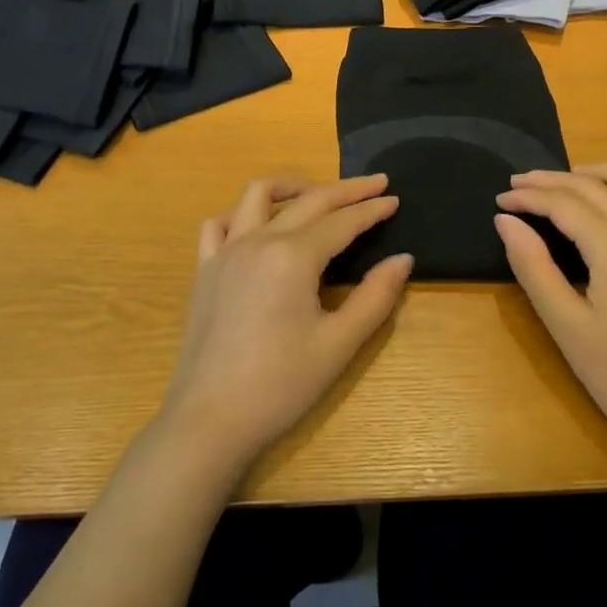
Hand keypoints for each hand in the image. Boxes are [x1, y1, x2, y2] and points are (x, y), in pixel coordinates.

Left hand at [157, 174, 412, 471]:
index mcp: (292, 257)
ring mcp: (225, 252)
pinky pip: (219, 224)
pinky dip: (243, 213)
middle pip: (308, 200)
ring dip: (291, 187)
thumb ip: (375, 297)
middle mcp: (257, 241)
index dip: (371, 210)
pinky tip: (258, 226)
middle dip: (345, 190)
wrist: (209, 421)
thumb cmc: (280, 386)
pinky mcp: (204, 270)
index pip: (342, 222)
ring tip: (317, 194)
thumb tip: (402, 260)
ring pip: (256, 196)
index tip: (395, 198)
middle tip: (375, 184)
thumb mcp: (339, 345)